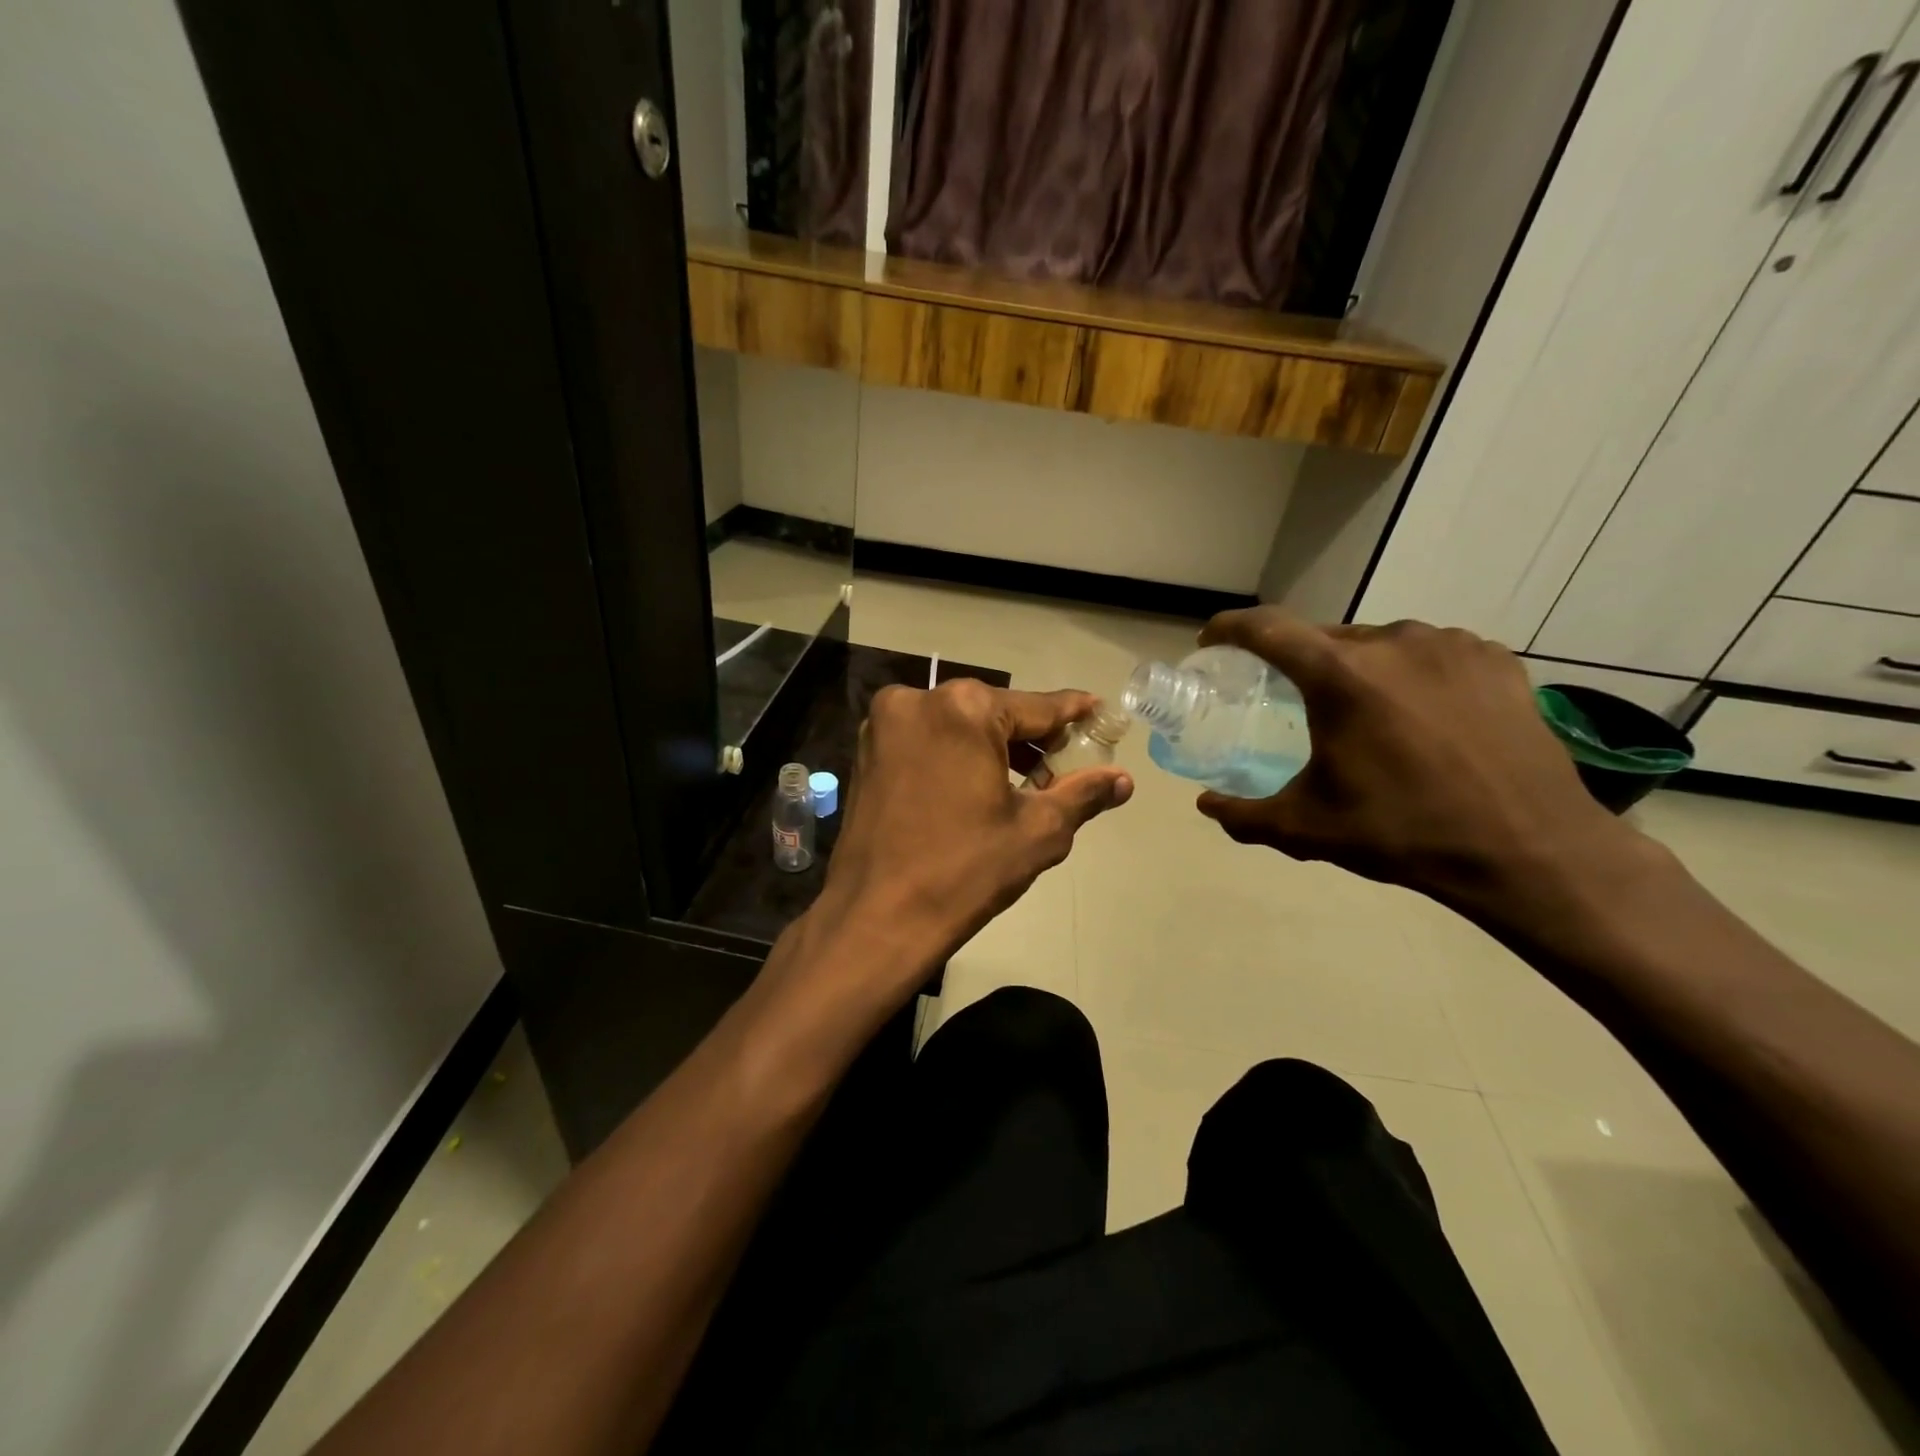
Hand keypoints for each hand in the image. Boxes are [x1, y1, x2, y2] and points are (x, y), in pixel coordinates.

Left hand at [814, 679, 1132, 994]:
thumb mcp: (1037, 832)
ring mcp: (884, 724)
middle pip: (994, 713)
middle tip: (1064, 766)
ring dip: (993, 748)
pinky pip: (927, 740)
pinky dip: (956, 755)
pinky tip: (978, 786)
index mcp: (963, 709)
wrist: (876, 919)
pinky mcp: (867, 751)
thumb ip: (1082, 794)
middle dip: (1032, 739)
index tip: (1099, 712)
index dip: (1073, 715)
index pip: (1037, 707)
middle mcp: (918, 699)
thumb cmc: (964, 872)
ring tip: (1027, 784)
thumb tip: (1124, 780)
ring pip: (958, 726)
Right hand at [1193, 610, 1638, 912]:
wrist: (1528, 851)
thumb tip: (1206, 805)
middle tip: (1290, 695)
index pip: (1266, 628)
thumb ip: (1244, 815)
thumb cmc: (1403, 833)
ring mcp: (1450, 645)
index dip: (1230, 629)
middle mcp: (1392, 642)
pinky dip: (1411, 673)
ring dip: (1358, 668)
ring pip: (1380, 643)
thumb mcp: (1306, 829)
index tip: (1212, 641)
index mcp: (1339, 676)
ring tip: (1363, 710)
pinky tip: (1421, 712)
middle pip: (1324, 636)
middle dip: (1297, 660)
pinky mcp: (1494, 660)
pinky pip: (1432, 654)